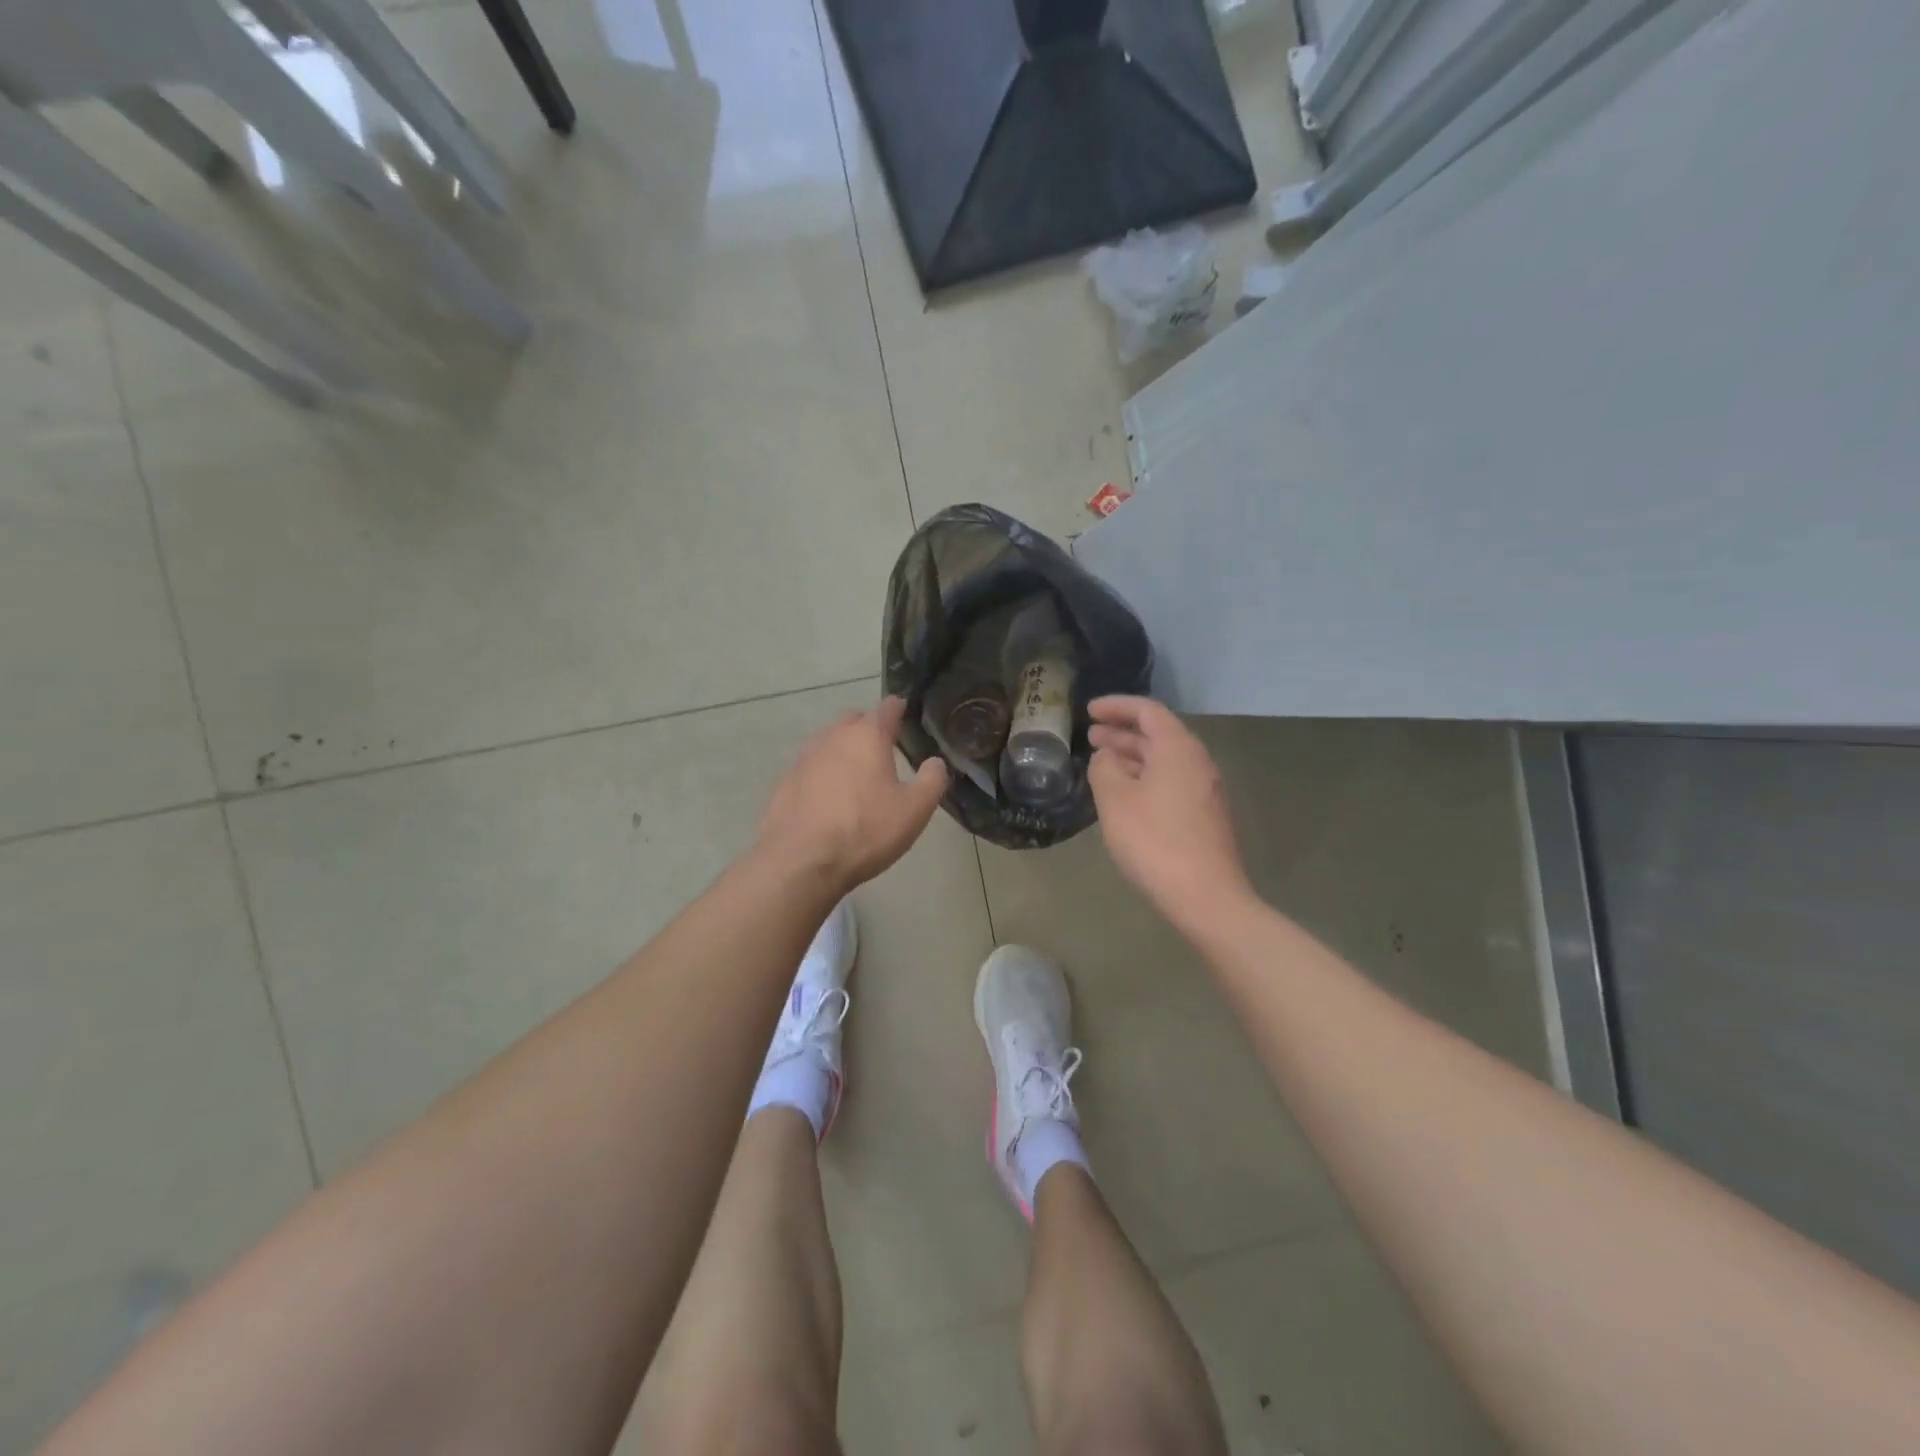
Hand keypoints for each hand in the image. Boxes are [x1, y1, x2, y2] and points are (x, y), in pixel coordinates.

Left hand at [757, 697, 948, 892]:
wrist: (802, 861)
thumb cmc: (866, 830)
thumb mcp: (915, 810)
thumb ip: (932, 780)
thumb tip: (935, 763)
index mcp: (867, 736)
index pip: (886, 708)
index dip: (898, 709)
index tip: (905, 713)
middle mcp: (832, 738)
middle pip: (853, 720)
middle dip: (867, 727)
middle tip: (882, 748)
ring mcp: (803, 759)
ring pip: (827, 742)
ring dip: (842, 751)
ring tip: (855, 774)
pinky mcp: (784, 782)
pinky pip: (809, 769)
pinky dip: (821, 775)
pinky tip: (827, 799)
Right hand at [1088, 696, 1251, 928]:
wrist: (1205, 896)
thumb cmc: (1155, 840)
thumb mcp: (1115, 800)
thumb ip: (1104, 768)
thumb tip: (1106, 757)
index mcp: (1178, 749)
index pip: (1147, 711)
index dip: (1117, 706)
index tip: (1089, 710)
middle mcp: (1197, 762)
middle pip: (1157, 735)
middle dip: (1122, 732)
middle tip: (1090, 735)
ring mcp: (1204, 790)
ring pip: (1163, 760)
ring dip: (1132, 756)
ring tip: (1101, 762)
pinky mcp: (1204, 815)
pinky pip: (1170, 781)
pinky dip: (1144, 777)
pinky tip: (1124, 794)